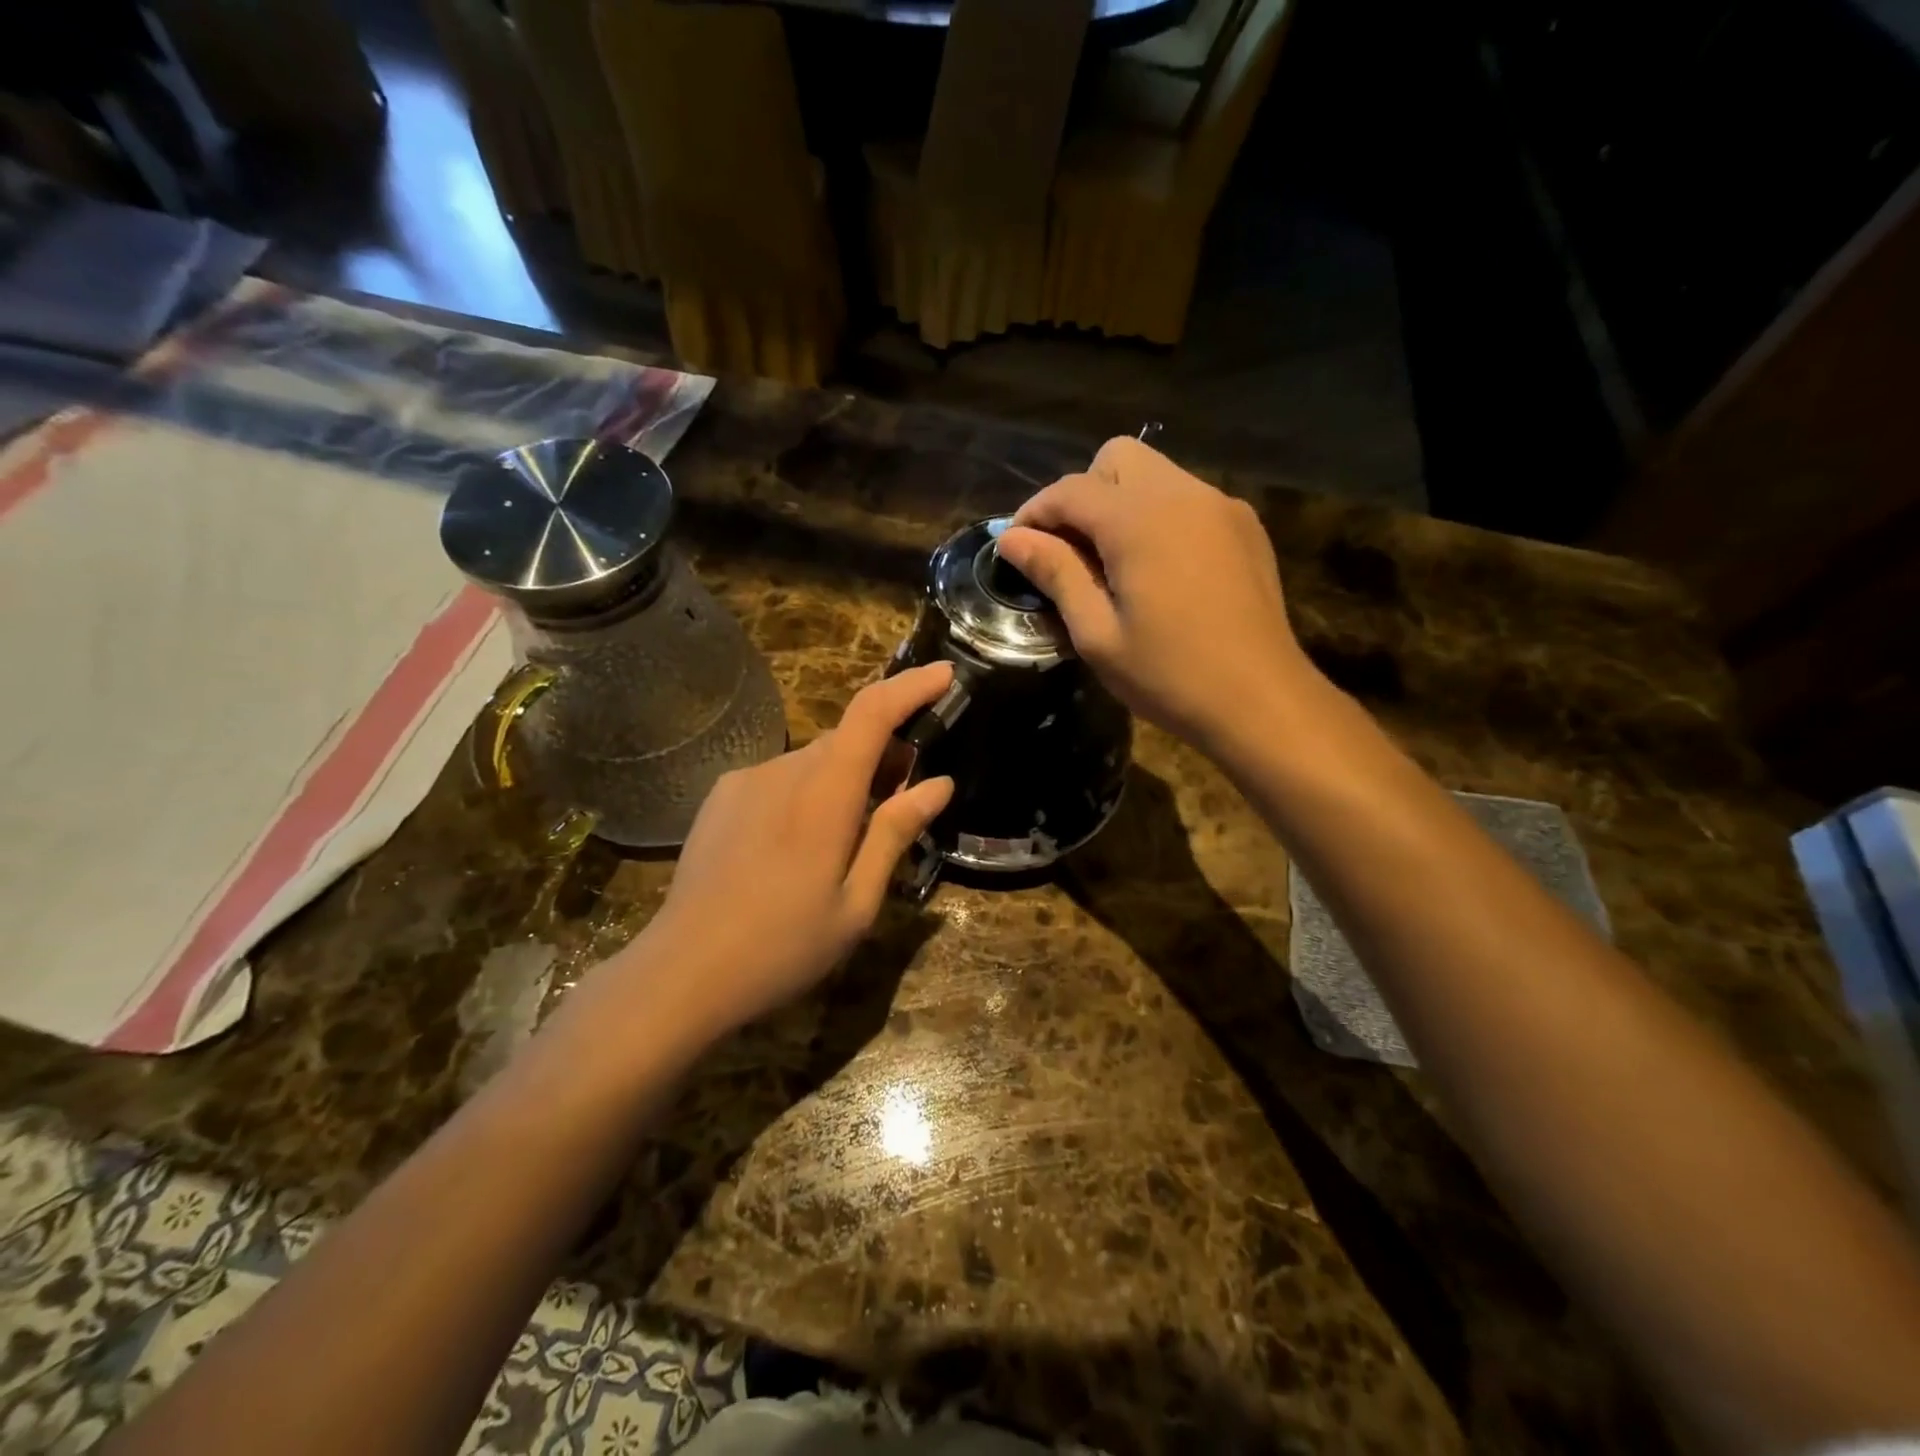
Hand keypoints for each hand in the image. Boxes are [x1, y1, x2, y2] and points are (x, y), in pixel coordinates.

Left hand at [623, 664, 955, 1039]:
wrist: (682, 971)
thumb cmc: (783, 946)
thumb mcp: (857, 903)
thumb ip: (895, 834)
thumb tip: (938, 784)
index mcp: (824, 795)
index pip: (872, 714)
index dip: (911, 686)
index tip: (945, 674)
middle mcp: (783, 770)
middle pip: (847, 736)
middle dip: (886, 751)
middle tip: (906, 795)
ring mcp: (746, 780)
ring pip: (815, 758)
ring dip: (845, 776)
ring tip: (851, 833)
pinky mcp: (722, 796)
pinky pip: (781, 776)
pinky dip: (808, 788)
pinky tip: (798, 843)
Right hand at [994, 436, 1314, 756]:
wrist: (1261, 701)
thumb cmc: (1168, 675)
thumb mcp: (1096, 633)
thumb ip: (1055, 573)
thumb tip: (1011, 538)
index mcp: (1140, 520)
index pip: (1071, 489)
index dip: (1034, 512)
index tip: (1016, 545)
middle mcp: (1183, 494)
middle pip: (1118, 457)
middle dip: (1083, 493)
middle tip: (1071, 550)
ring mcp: (1221, 506)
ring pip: (1156, 474)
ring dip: (1122, 503)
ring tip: (1113, 563)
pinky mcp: (1246, 527)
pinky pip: (1188, 499)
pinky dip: (1160, 517)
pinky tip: (1160, 570)